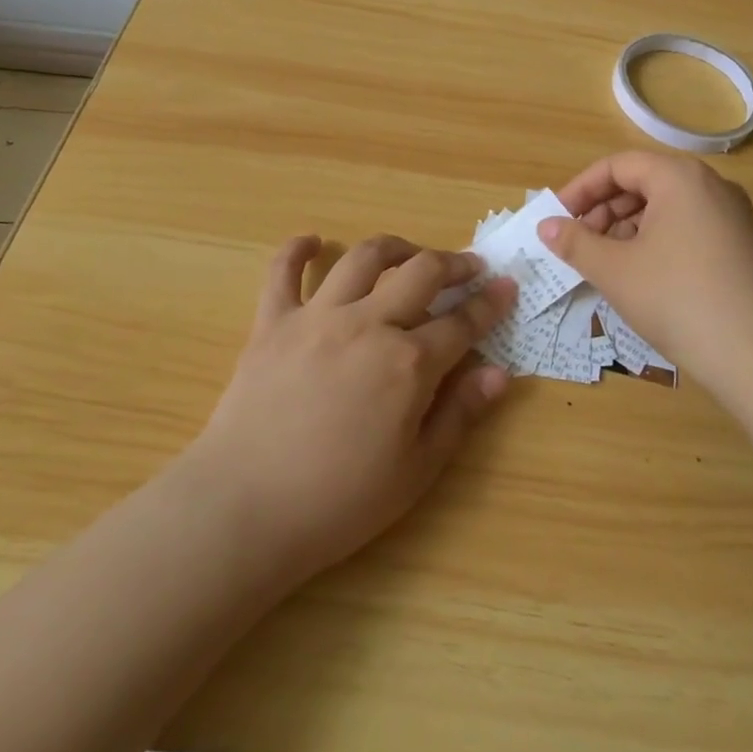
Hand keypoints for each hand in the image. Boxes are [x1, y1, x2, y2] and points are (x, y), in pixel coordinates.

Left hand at [183, 235, 514, 580]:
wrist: (245, 509)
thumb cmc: (339, 502)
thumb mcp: (416, 472)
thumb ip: (460, 415)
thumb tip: (499, 373)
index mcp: (408, 363)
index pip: (462, 323)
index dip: (490, 304)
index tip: (507, 287)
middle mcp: (368, 324)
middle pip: (421, 273)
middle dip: (454, 263)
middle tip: (469, 266)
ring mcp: (317, 316)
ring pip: (363, 258)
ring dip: (394, 247)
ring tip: (409, 253)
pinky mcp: (272, 321)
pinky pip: (283, 270)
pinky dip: (298, 249)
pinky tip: (314, 242)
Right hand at [539, 152, 752, 398]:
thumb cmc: (677, 299)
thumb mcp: (615, 270)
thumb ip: (575, 242)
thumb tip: (546, 227)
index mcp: (680, 177)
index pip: (618, 166)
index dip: (581, 189)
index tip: (557, 219)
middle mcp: (710, 185)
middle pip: (644, 182)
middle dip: (603, 210)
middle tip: (578, 244)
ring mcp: (732, 216)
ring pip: (666, 207)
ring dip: (627, 228)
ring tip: (606, 264)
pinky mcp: (743, 246)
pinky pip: (688, 227)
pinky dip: (656, 241)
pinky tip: (642, 276)